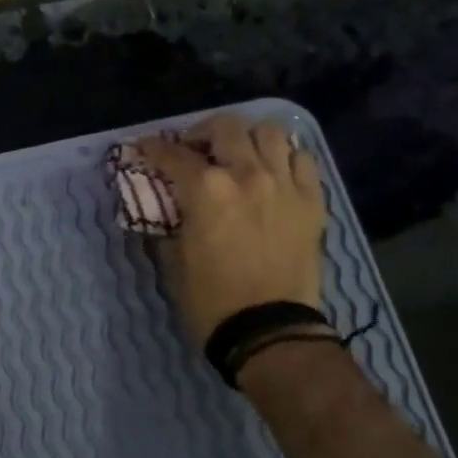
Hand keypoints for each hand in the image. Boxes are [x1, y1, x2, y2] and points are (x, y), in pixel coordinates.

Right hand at [133, 113, 327, 344]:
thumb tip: (167, 209)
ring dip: (248, 137)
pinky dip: (285, 157)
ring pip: (271, 132)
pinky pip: (303, 159)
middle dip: (203, 132)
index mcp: (206, 191)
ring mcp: (285, 185)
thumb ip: (170, 225)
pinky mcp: (312, 201)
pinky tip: (274, 171)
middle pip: (226, 127)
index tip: (145, 149)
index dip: (154, 149)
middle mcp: (247, 175)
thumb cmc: (211, 301)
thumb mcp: (174, 262)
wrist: (268, 330)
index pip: (173, 155)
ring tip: (239, 154)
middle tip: (195, 149)